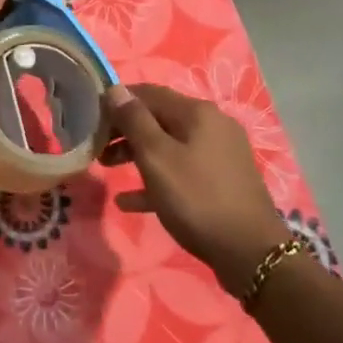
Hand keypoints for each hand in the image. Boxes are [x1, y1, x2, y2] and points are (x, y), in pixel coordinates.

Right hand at [105, 83, 290, 294]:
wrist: (250, 252)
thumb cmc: (196, 199)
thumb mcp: (157, 158)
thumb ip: (134, 120)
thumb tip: (116, 89)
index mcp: (197, 112)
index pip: (148, 93)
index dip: (117, 101)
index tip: (91, 118)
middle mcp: (212, 125)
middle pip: (159, 118)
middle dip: (125, 130)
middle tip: (97, 147)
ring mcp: (220, 153)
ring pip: (169, 145)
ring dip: (137, 154)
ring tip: (107, 169)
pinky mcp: (222, 181)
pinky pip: (182, 171)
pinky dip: (157, 179)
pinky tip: (129, 201)